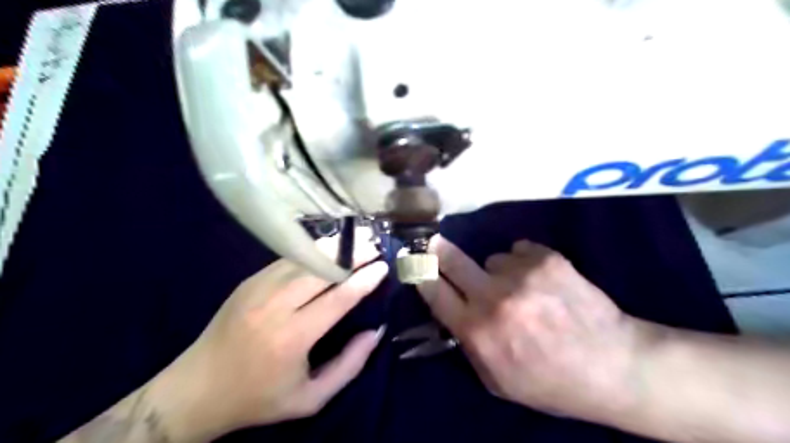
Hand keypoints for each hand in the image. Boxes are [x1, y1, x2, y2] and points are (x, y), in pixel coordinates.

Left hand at [152, 232, 386, 438]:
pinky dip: (311, 253)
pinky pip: (287, 261)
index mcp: (292, 337)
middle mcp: (274, 306)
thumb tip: (375, 331)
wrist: (196, 390)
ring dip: (332, 248)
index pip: (337, 299)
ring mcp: (257, 289)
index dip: (363, 280)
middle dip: (351, 255)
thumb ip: (349, 365)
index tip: (382, 266)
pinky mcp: (248, 282)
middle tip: (373, 245)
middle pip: (321, 270)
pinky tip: (326, 250)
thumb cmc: (258, 398)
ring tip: (356, 240)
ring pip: (303, 259)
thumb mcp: (311, 398)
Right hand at [419, 235, 641, 418]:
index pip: (433, 290)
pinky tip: (542, 282)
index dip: (420, 272)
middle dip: (438, 250)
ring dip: (497, 271)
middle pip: (450, 259)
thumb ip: (467, 345)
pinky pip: (520, 250)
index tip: (414, 260)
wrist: (614, 365)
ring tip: (521, 290)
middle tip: (434, 243)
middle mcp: (493, 297)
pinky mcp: (547, 258)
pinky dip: (524, 263)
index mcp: (477, 330)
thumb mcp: (497, 381)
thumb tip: (451, 311)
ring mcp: (521, 274)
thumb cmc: (550, 382)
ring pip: (491, 258)